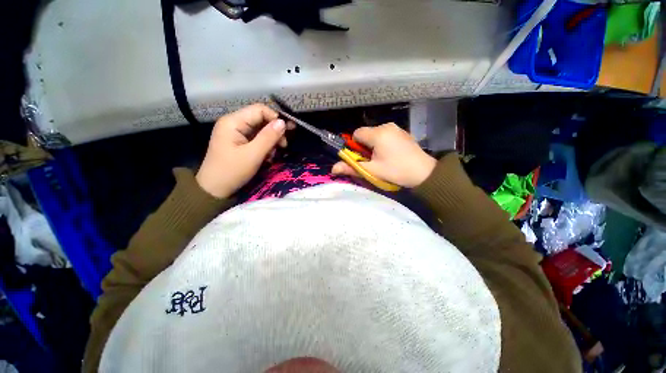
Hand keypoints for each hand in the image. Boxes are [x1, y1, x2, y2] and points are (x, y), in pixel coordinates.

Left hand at [196, 104, 292, 197]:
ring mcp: (237, 134)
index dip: (275, 118)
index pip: (259, 110)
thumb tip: (283, 122)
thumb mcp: (253, 155)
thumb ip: (269, 137)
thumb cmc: (232, 171)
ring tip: (273, 155)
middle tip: (284, 145)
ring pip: (261, 131)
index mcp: (233, 122)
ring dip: (271, 141)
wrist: (214, 190)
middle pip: (261, 120)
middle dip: (274, 132)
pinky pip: (257, 139)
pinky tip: (267, 157)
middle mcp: (234, 124)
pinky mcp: (240, 143)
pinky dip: (265, 147)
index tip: (287, 131)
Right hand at [331, 123, 436, 187]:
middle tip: (373, 161)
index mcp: (378, 134)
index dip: (355, 147)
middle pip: (366, 134)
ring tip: (383, 159)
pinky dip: (383, 144)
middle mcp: (387, 126)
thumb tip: (333, 169)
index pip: (356, 134)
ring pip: (375, 135)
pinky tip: (392, 155)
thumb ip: (351, 168)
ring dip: (374, 146)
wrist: (424, 173)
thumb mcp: (372, 171)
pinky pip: (385, 135)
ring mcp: (396, 128)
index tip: (362, 158)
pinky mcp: (402, 133)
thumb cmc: (396, 171)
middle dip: (365, 147)